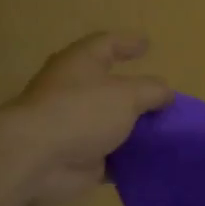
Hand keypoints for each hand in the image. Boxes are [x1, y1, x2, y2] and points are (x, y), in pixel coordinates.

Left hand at [7, 32, 172, 205]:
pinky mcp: (79, 158)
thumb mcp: (128, 94)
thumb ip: (153, 91)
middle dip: (136, 94)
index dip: (128, 43)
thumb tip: (166, 94)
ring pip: (113, 125)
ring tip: (168, 133)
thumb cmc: (81, 112)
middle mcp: (75, 92)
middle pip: (111, 88)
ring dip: (136, 131)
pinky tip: (155, 162)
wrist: (36, 159)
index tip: (147, 45)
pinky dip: (131, 160)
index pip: (107, 44)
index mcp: (81, 64)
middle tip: (164, 99)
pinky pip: (113, 158)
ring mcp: (75, 127)